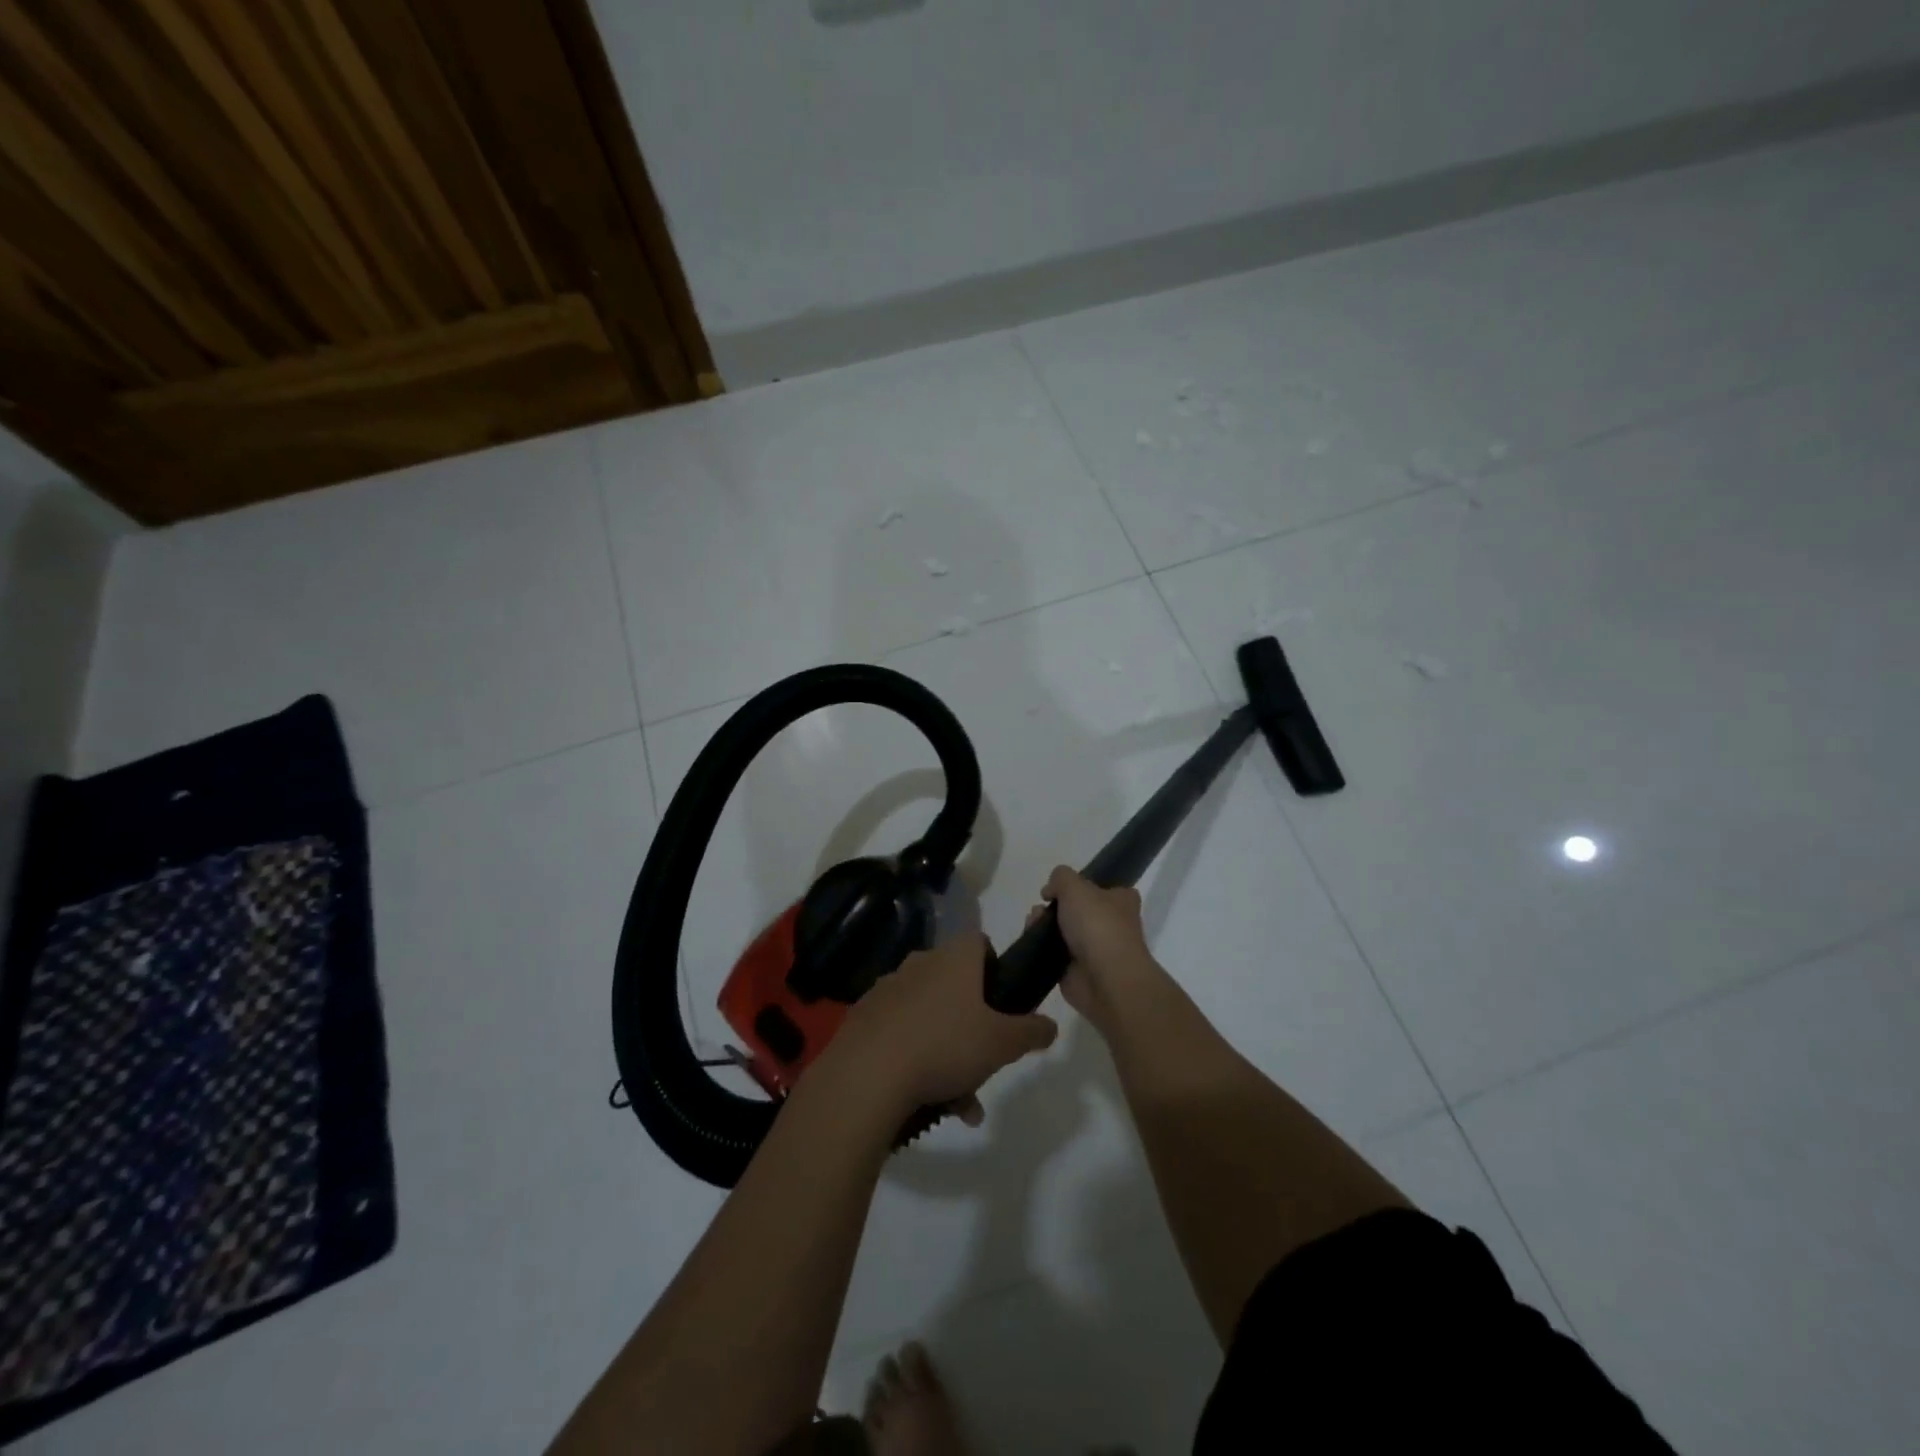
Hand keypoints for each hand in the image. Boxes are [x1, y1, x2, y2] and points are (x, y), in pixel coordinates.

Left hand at [826, 932, 1057, 1123]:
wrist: (867, 1074)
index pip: (980, 943)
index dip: (996, 967)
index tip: (1003, 1002)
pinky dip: (916, 1061)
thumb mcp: (1002, 1043)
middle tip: (985, 1062)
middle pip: (955, 986)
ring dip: (947, 1052)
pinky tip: (926, 1101)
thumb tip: (1051, 1025)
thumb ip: (1031, 1031)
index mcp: (954, 959)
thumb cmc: (945, 1045)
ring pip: (929, 1017)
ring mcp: (888, 989)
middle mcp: (920, 964)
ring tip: (960, 1103)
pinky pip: (901, 1034)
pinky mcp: (864, 1018)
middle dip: (973, 1025)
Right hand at [1036, 866, 1164, 1032]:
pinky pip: (1054, 954)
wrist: (1105, 979)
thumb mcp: (1075, 887)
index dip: (1080, 885)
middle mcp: (1111, 924)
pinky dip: (1041, 948)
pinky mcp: (1076, 971)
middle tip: (1041, 907)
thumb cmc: (1097, 925)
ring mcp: (1094, 949)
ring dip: (1043, 925)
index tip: (1060, 888)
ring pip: (1062, 931)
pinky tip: (1031, 941)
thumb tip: (1050, 890)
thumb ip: (1060, 878)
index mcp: (1121, 901)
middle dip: (1054, 906)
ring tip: (1032, 924)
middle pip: (1076, 909)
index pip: (1103, 888)